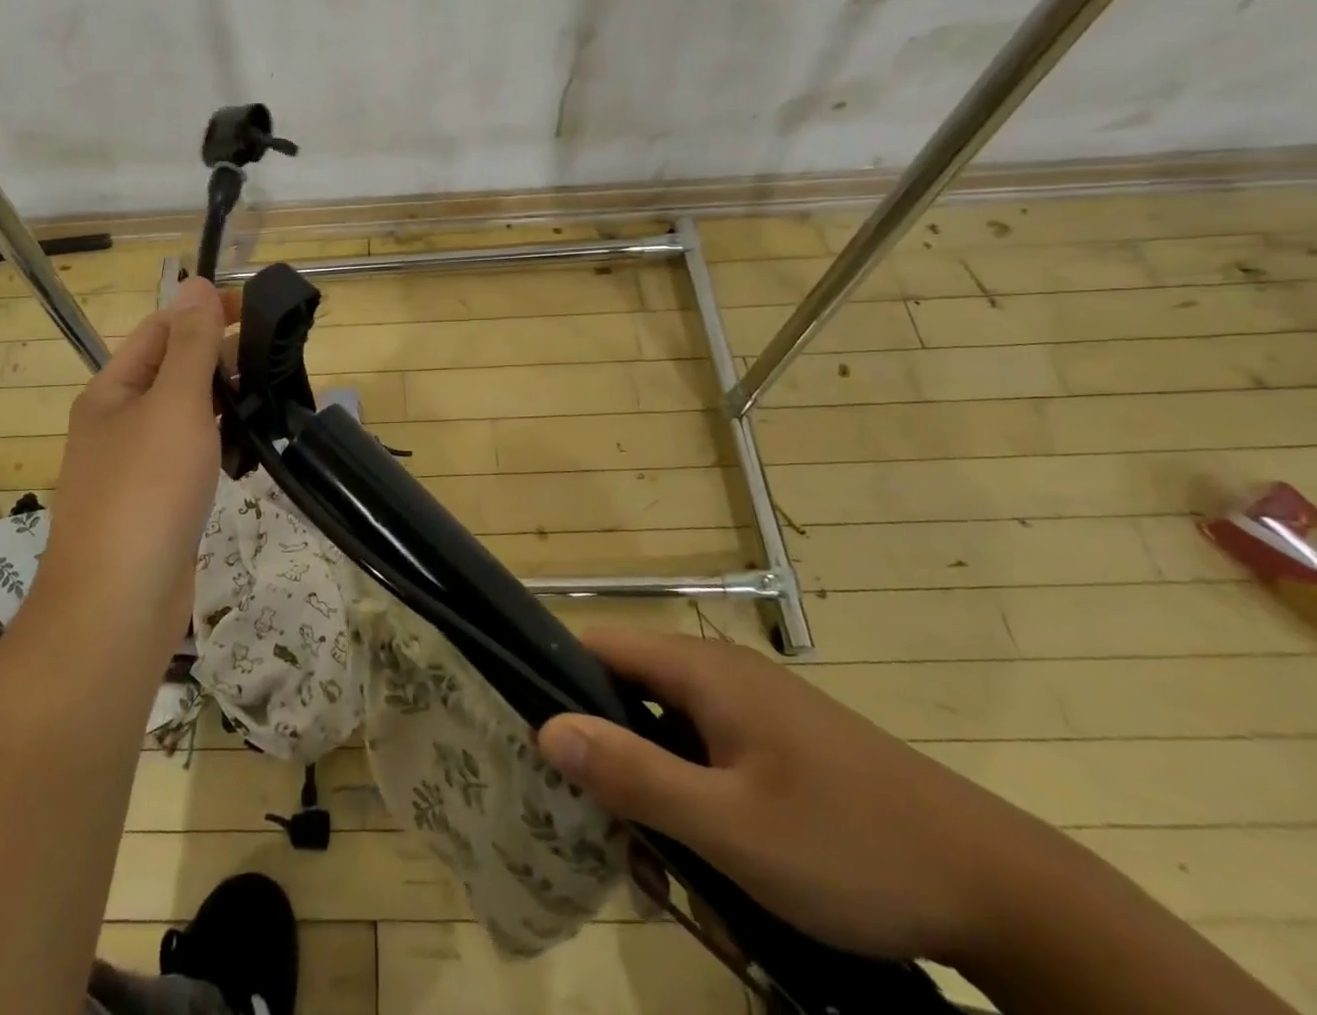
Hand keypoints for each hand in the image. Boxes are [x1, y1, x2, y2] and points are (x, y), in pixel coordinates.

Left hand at [40, 277, 237, 655]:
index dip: (205, 311)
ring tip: (273, 393)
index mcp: (112, 390)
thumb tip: (194, 283)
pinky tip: (252, 446)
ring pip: (187, 415)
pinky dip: (222, 442)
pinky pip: (193, 455)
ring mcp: (137, 466)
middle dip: (221, 356)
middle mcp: (119, 422)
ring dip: (225, 399)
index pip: (162, 329)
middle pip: (174, 370)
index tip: (257, 308)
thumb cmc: (145, 490)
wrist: (118, 604)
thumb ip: (191, 346)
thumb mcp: (173, 404)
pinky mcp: (159, 502)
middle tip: (277, 355)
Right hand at [537, 629, 1058, 966]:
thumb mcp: (729, 825)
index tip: (538, 747)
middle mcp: (722, 675)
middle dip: (611, 766)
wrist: (999, 889)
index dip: (559, 684)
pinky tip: (718, 875)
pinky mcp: (782, 749)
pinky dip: (698, 808)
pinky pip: (711, 764)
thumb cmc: (848, 845)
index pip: (598, 646)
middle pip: (630, 698)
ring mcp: (756, 712)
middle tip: (610, 839)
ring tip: (670, 878)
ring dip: (657, 801)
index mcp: (702, 670)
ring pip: (671, 741)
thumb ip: (633, 773)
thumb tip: (547, 727)